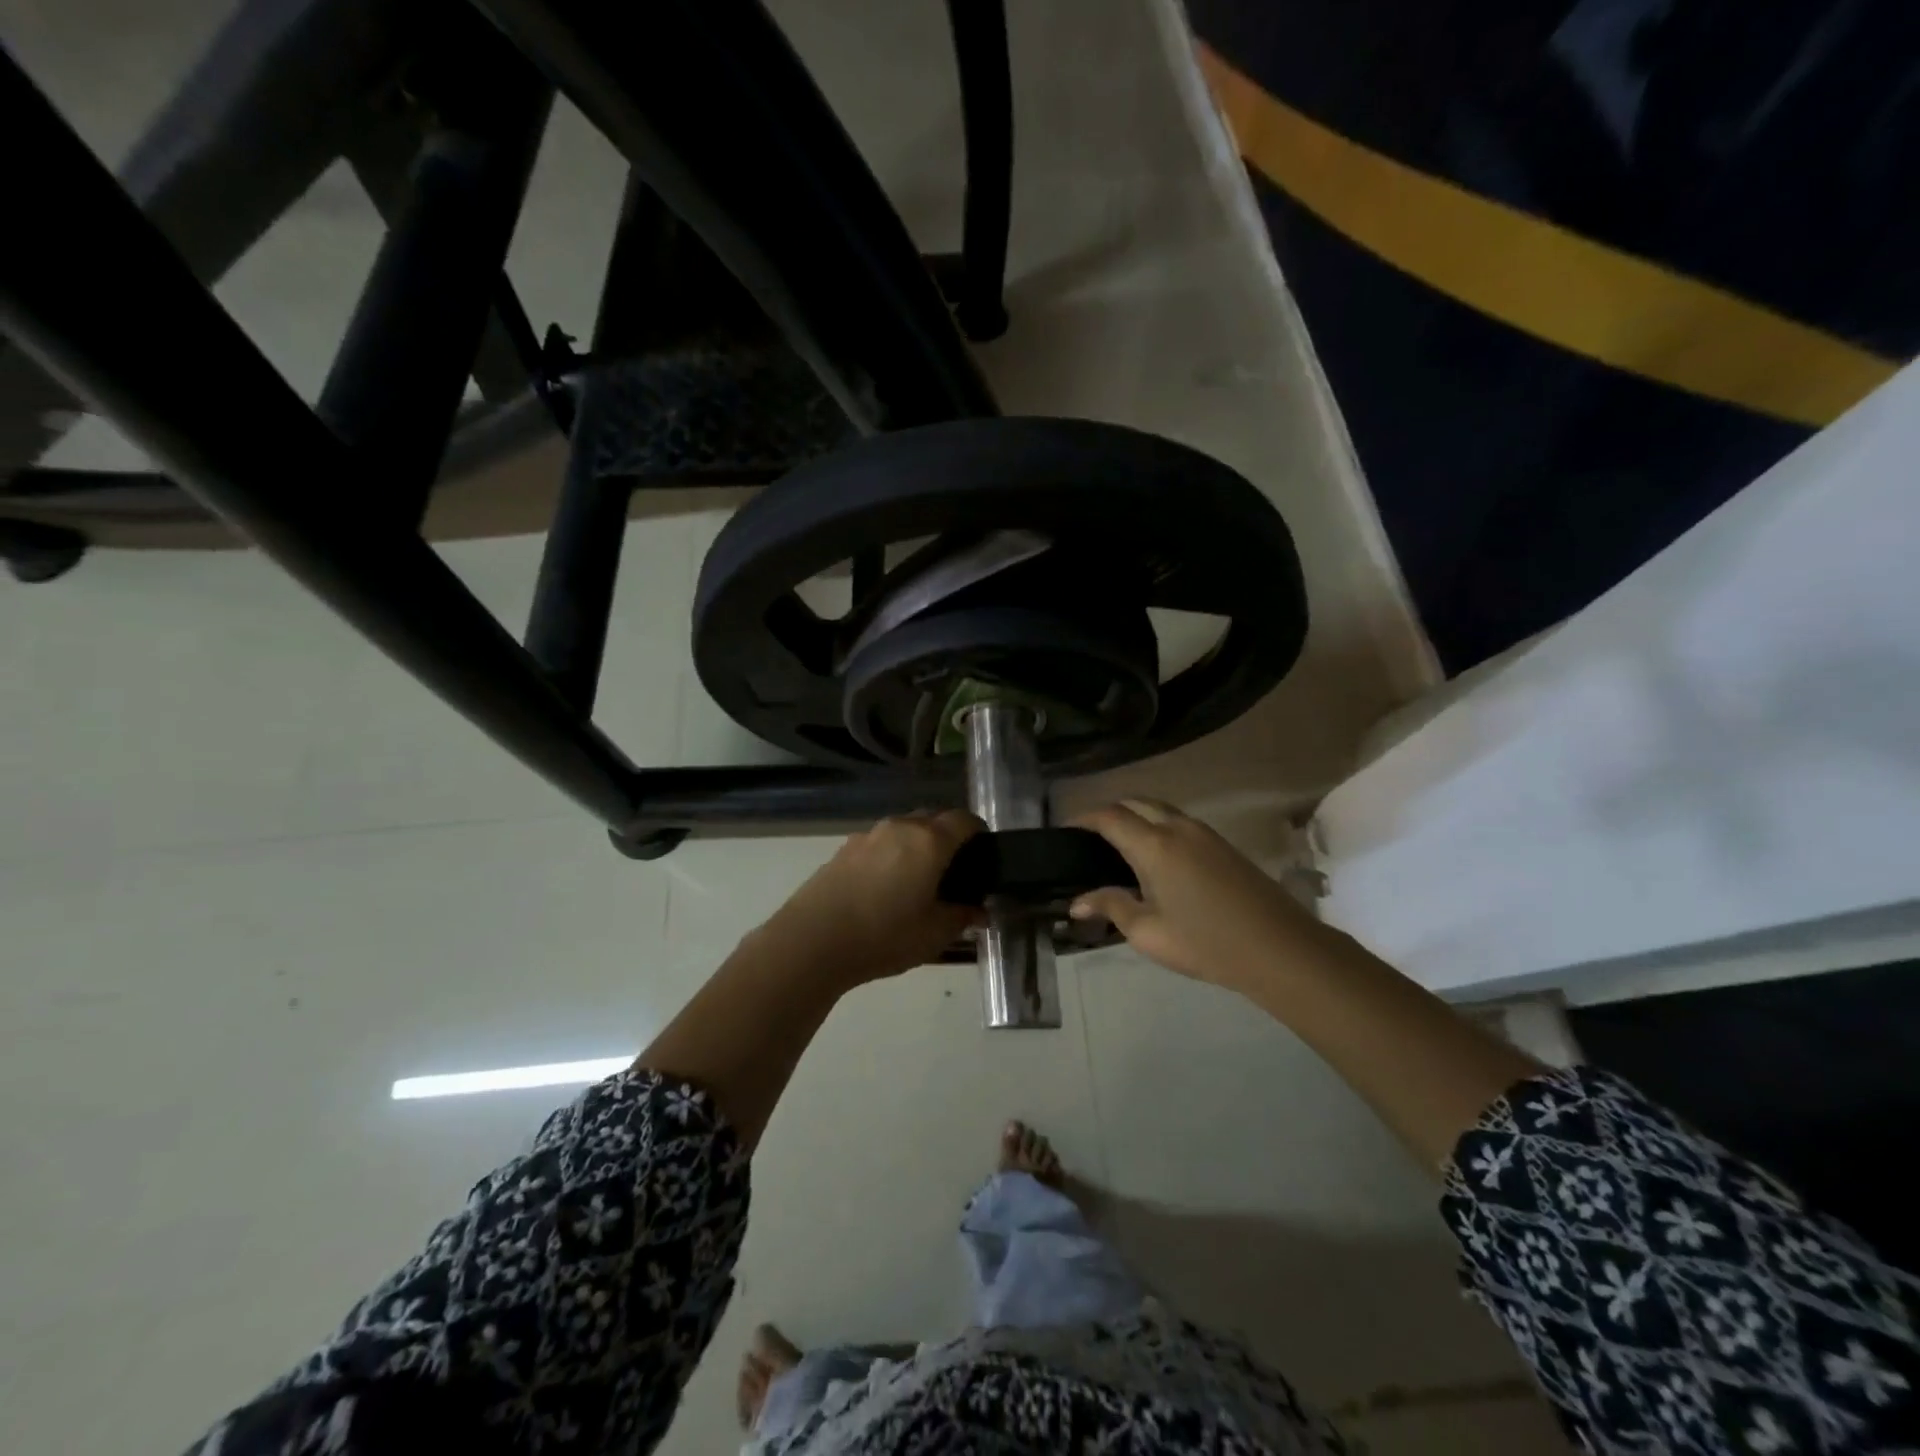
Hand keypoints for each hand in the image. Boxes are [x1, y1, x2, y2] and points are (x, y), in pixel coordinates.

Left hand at [754, 810, 983, 989]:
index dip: (979, 833)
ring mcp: (868, 835)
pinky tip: (884, 889)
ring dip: (916, 847)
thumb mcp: (934, 934)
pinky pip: (879, 844)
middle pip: (933, 819)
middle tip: (954, 872)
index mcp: (929, 841)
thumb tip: (979, 910)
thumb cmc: (883, 935)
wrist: (812, 941)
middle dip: (948, 838)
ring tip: (917, 882)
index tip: (984, 854)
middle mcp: (900, 827)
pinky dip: (890, 856)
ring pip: (904, 830)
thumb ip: (962, 917)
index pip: (964, 820)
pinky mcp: (843, 849)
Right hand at [1070, 799, 1325, 993]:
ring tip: (1118, 846)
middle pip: (1135, 802)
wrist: (1279, 948)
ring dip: (1135, 816)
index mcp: (1154, 845)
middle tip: (1089, 838)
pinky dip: (1157, 825)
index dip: (1083, 819)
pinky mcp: (1222, 844)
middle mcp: (1177, 827)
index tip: (1064, 831)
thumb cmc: (1205, 942)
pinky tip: (1154, 856)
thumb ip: (1110, 906)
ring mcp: (1204, 833)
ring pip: (1159, 809)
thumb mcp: (1148, 932)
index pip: (1109, 817)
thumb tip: (1077, 902)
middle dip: (1108, 812)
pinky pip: (1178, 821)